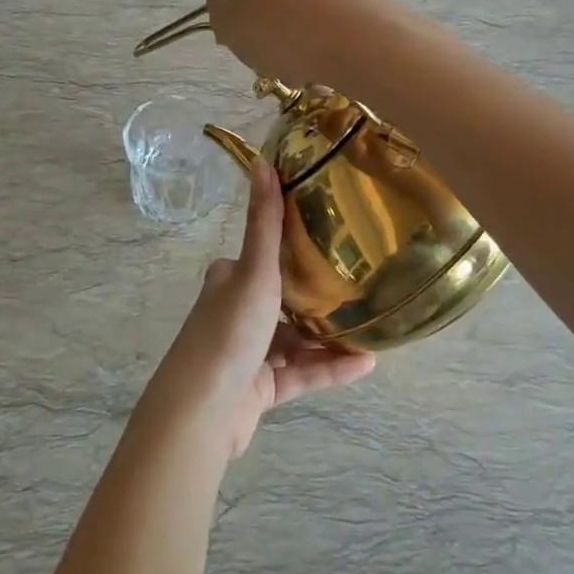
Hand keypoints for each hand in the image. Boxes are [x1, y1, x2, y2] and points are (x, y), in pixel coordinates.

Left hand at [145, 161, 374, 457]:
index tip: (331, 240)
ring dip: (330, 338)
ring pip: (296, 341)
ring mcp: (248, 355)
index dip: (291, 249)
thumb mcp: (253, 271)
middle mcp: (235, 314)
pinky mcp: (260, 391)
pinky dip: (330, 369)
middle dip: (319, 297)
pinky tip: (366, 364)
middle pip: (283, 300)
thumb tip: (262, 161)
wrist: (202, 413)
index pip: (261, 258)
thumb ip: (264, 223)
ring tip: (371, 327)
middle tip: (361, 285)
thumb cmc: (228, 331)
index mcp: (228, 282)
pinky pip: (302, 375)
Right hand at [206, 0, 406, 92]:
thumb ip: (218, 9)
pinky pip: (329, 18)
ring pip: (300, 11)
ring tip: (304, 71)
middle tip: (272, 61)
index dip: (232, 17)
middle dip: (268, 30)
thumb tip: (230, 3)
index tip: (242, 43)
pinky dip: (324, 41)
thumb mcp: (226, 24)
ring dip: (297, 42)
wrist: (361, 40)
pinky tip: (328, 66)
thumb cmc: (281, 30)